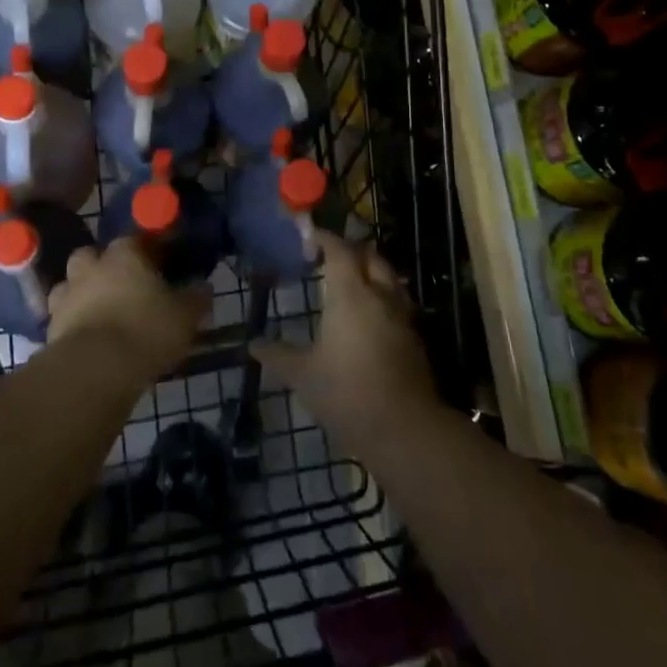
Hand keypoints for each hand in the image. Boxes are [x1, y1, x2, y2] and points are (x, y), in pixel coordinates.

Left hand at [48, 237, 211, 383]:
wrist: (95, 370)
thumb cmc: (146, 330)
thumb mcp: (185, 315)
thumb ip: (196, 297)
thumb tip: (202, 286)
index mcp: (124, 254)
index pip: (135, 239)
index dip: (148, 251)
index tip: (160, 266)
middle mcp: (91, 266)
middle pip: (93, 255)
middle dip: (104, 266)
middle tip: (123, 287)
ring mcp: (66, 294)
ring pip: (72, 284)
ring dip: (83, 293)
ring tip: (102, 313)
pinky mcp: (51, 326)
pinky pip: (63, 316)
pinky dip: (73, 322)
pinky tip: (89, 338)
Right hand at [249, 232, 440, 456]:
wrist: (404, 430)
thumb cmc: (347, 394)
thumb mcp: (302, 376)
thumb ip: (277, 355)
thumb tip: (252, 344)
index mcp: (351, 295)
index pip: (339, 250)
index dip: (324, 238)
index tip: (309, 236)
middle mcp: (380, 296)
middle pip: (370, 256)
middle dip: (351, 250)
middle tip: (329, 256)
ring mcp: (401, 316)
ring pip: (389, 277)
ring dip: (371, 270)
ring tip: (351, 280)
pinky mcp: (414, 338)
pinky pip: (397, 302)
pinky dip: (382, 296)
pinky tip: (369, 315)